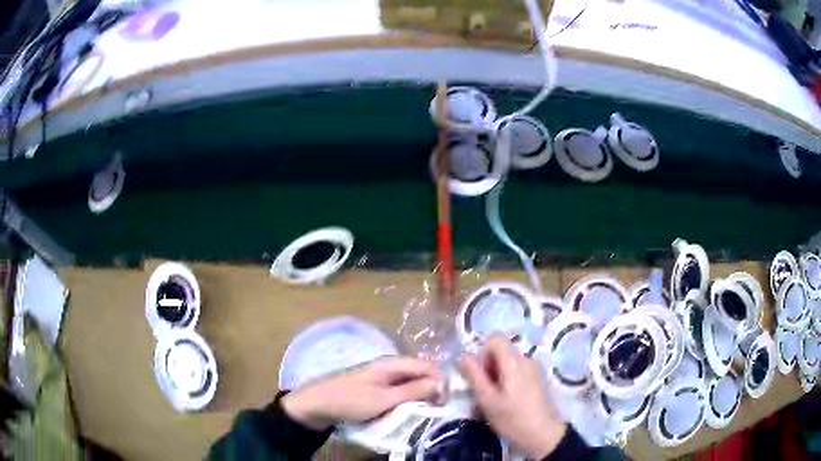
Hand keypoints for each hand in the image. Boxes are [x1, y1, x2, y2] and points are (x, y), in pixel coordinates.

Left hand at [282, 357, 440, 430]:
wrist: (316, 405)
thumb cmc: (350, 401)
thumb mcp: (384, 399)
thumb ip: (413, 391)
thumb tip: (441, 383)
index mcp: (391, 363)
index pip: (426, 365)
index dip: (440, 380)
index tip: (447, 400)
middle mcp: (388, 367)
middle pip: (418, 374)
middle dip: (431, 389)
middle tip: (438, 409)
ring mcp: (380, 378)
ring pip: (409, 384)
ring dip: (419, 396)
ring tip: (427, 412)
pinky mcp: (374, 389)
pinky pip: (397, 391)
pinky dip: (406, 400)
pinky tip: (409, 411)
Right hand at [458, 334, 565, 459]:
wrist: (543, 434)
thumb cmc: (512, 418)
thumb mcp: (487, 400)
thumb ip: (474, 376)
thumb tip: (463, 356)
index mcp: (514, 361)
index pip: (494, 338)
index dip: (482, 353)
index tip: (480, 375)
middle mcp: (526, 358)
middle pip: (501, 350)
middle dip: (488, 366)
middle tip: (485, 391)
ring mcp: (534, 368)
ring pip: (508, 361)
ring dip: (497, 375)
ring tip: (496, 398)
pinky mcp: (538, 377)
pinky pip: (517, 370)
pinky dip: (508, 379)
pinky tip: (508, 399)